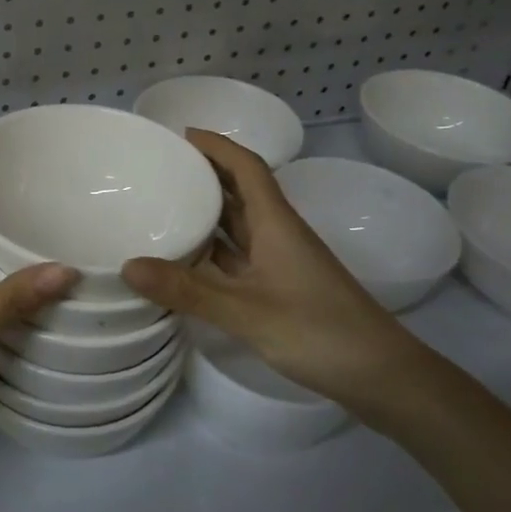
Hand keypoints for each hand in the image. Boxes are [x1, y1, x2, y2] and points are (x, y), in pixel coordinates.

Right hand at [120, 130, 429, 408]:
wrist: (383, 377)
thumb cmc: (318, 331)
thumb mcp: (246, 311)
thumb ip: (187, 290)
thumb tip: (127, 265)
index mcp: (276, 223)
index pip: (246, 166)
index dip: (217, 145)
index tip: (180, 134)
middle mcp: (279, 234)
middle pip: (241, 190)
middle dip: (205, 173)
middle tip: (161, 168)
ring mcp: (282, 263)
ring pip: (239, 225)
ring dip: (208, 211)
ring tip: (164, 205)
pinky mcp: (282, 288)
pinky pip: (239, 256)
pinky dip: (213, 250)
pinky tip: (187, 260)